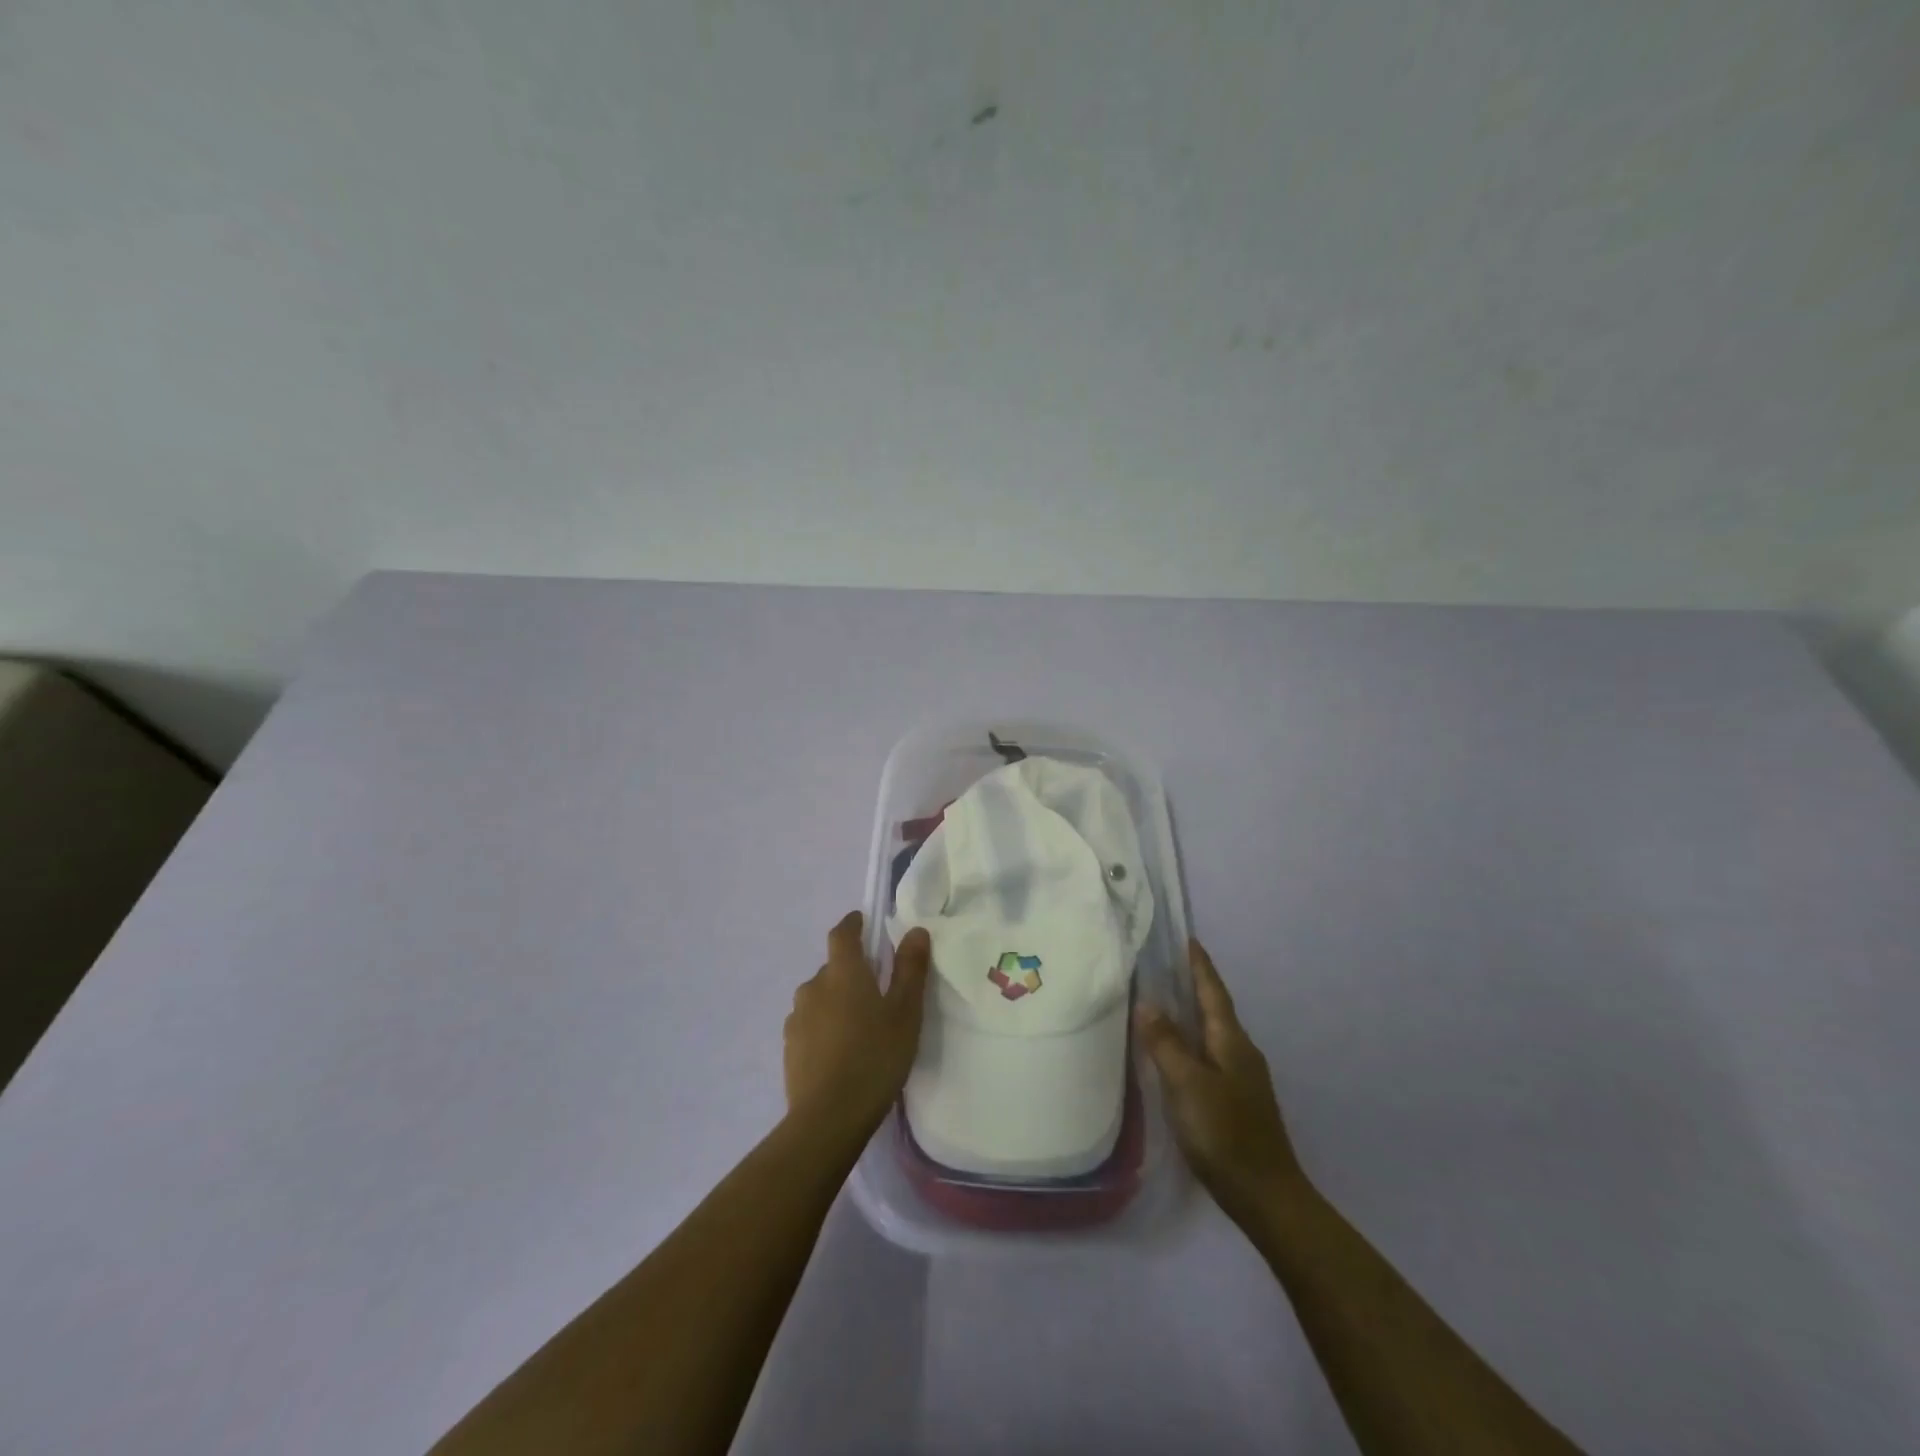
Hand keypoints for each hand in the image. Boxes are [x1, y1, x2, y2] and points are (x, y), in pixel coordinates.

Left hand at [784, 912, 931, 1138]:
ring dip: (836, 1001)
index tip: (863, 923)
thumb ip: (910, 969)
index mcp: (843, 972)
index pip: (842, 933)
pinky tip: (840, 1052)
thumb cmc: (875, 1057)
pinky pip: (810, 1024)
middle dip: (852, 972)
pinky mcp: (789, 1047)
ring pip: (820, 997)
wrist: (828, 1118)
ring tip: (860, 1027)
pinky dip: (825, 1027)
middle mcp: (814, 986)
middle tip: (877, 993)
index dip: (853, 925)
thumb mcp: (906, 1013)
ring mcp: (797, 1018)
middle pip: (833, 968)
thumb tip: (915, 931)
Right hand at [1135, 939, 1307, 1224]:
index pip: (1213, 991)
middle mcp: (1240, 1052)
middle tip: (1163, 965)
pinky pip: (1208, 1056)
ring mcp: (1242, 1079)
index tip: (1187, 939)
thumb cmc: (1225, 1134)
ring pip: (1211, 1034)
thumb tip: (1147, 1002)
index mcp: (1232, 1041)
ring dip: (1190, 1014)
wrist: (1267, 1198)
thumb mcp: (1188, 1085)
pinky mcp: (1236, 1102)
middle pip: (1214, 1009)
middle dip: (1192, 985)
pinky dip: (1190, 1043)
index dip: (1199, 965)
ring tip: (1161, 1002)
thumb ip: (1166, 1043)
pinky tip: (1174, 1054)